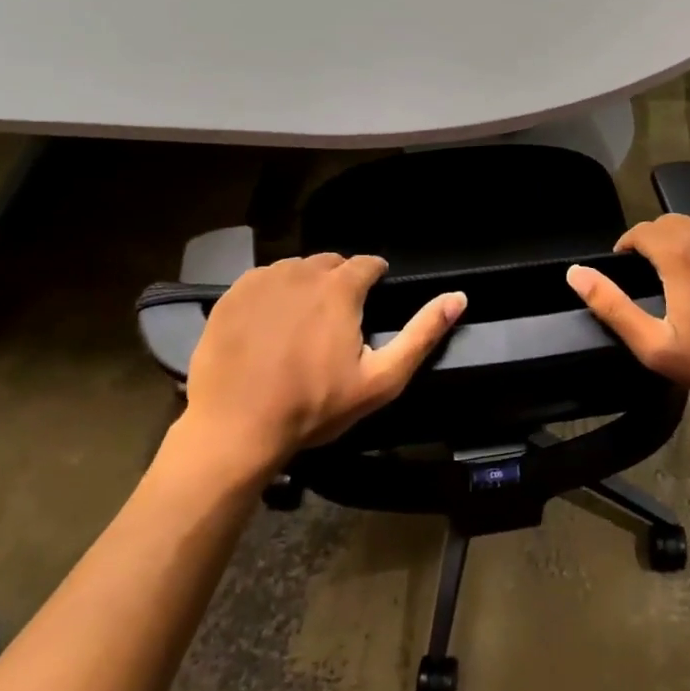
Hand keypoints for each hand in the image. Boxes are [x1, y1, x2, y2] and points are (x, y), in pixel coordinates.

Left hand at [181, 254, 465, 472]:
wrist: (235, 428)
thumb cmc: (314, 406)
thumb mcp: (381, 379)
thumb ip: (422, 334)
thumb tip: (459, 297)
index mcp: (339, 287)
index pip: (367, 263)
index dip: (375, 277)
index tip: (373, 298)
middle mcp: (301, 272)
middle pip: (331, 263)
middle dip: (341, 281)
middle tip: (339, 318)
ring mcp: (261, 281)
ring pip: (296, 269)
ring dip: (307, 285)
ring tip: (305, 322)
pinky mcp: (230, 295)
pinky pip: (263, 281)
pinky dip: (273, 294)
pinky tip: (270, 325)